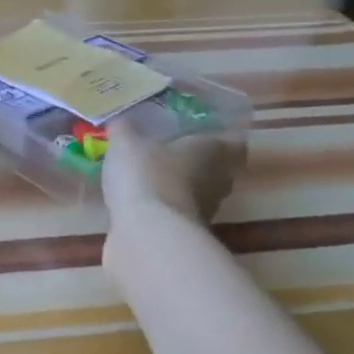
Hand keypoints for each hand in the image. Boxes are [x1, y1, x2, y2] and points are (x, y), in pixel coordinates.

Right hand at [101, 120, 242, 229]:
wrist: (148, 234)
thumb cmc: (147, 176)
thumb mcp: (125, 144)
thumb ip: (123, 130)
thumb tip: (120, 119)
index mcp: (211, 152)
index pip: (233, 143)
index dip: (221, 138)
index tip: (203, 135)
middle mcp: (217, 181)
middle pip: (217, 170)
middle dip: (197, 164)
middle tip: (171, 154)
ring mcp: (205, 211)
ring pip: (197, 194)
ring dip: (179, 188)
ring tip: (150, 180)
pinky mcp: (185, 234)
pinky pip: (176, 215)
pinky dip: (163, 210)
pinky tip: (140, 205)